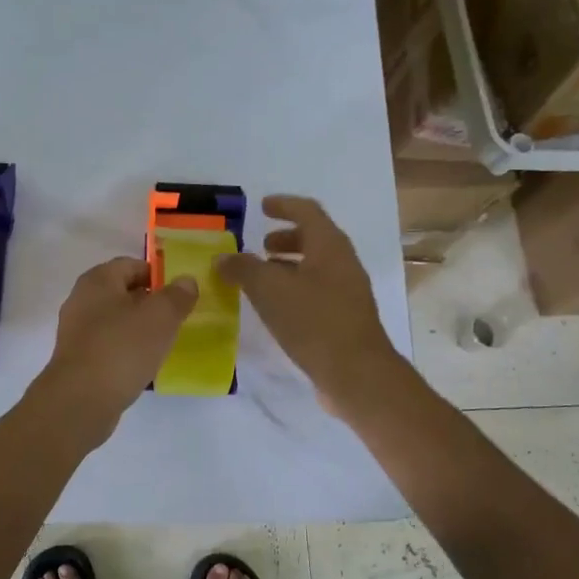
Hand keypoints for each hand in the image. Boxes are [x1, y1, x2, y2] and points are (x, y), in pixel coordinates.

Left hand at [32, 257, 197, 442]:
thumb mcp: (160, 317)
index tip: (180, 295)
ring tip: (164, 344)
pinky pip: (108, 346)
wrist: (80, 400)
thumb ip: (177, 296)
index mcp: (97, 280)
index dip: (158, 275)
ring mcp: (76, 332)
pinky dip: (126, 351)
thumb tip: (185, 281)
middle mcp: (81, 300)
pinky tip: (143, 366)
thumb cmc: (122, 349)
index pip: (131, 265)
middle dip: (150, 303)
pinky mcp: (78, 360)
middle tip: (176, 319)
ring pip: (115, 322)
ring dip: (139, 329)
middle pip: (122, 293)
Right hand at [219, 195, 403, 418]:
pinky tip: (275, 308)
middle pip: (314, 239)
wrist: (355, 373)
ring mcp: (347, 292)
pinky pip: (316, 291)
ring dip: (288, 266)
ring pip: (315, 267)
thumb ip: (243, 268)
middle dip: (286, 238)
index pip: (307, 211)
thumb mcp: (269, 290)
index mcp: (330, 246)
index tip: (262, 207)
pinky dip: (293, 289)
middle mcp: (342, 263)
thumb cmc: (313, 321)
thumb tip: (223, 258)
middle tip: (260, 246)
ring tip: (261, 278)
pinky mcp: (344, 318)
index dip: (284, 205)